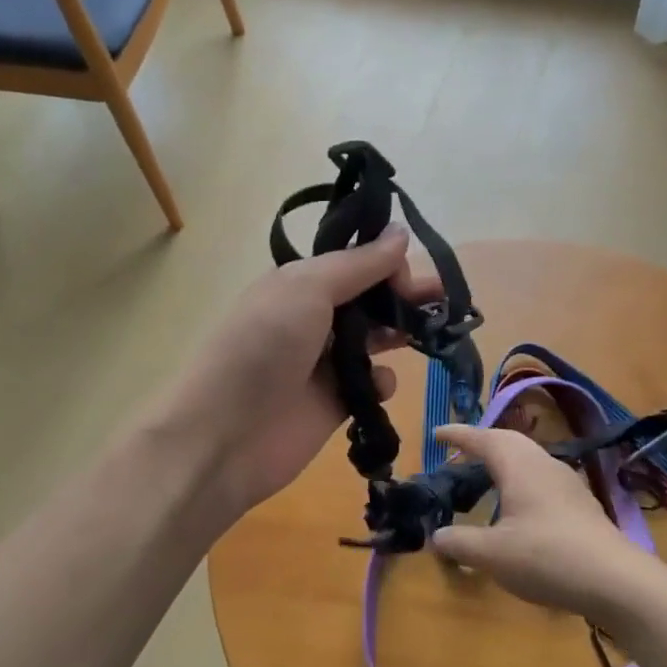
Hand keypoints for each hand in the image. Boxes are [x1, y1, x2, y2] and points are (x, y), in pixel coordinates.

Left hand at [168, 226, 439, 520]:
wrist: (225, 434)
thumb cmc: (264, 347)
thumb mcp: (306, 288)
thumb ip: (358, 264)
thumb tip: (401, 232)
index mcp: (300, 284)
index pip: (355, 262)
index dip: (386, 263)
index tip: (409, 274)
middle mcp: (313, 318)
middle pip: (370, 299)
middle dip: (405, 295)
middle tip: (441, 299)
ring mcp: (324, 363)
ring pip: (376, 339)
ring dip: (402, 333)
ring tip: (432, 333)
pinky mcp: (335, 403)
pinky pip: (371, 384)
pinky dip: (381, 382)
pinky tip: (379, 385)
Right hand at [428, 424, 659, 622]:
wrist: (616, 580)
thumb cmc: (547, 557)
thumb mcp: (492, 554)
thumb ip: (460, 542)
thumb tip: (437, 536)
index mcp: (518, 465)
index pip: (482, 438)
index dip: (457, 435)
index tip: (437, 434)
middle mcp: (542, 463)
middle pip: (508, 441)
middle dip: (482, 443)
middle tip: (459, 454)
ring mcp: (566, 481)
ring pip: (528, 458)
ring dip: (504, 461)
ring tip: (486, 477)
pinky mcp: (581, 502)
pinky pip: (542, 477)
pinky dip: (521, 479)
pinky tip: (519, 506)